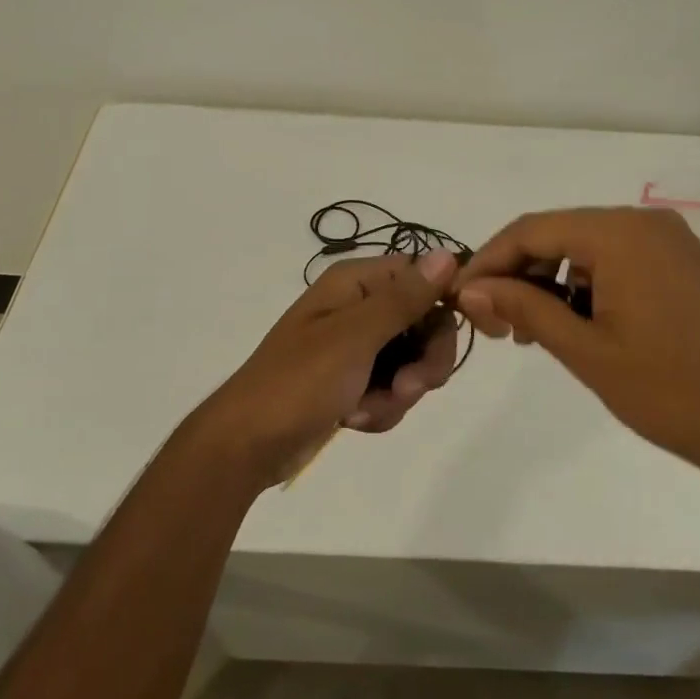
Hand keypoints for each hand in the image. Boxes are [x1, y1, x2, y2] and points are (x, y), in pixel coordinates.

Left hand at [196, 252, 457, 486]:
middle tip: (407, 388)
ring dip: (399, 393)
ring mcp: (358, 346)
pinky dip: (381, 408)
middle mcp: (360, 306)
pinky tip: (354, 420)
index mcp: (356, 283)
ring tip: (364, 411)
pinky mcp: (355, 381)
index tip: (450, 336)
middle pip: (425, 323)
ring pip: (413, 362)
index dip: (443, 303)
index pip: (422, 276)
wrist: (248, 445)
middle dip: (423, 362)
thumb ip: (404, 298)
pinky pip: (393, 389)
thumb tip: (448, 253)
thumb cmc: (298, 382)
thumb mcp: (355, 337)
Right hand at [453, 208, 699, 489]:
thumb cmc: (675, 390)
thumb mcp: (588, 352)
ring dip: (554, 283)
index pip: (531, 230)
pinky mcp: (690, 266)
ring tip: (536, 333)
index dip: (489, 261)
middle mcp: (646, 224)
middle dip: (520, 274)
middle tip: (497, 324)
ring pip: (591, 249)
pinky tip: (583, 327)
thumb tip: (472, 287)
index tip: (461, 298)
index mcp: (619, 233)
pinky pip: (623, 262)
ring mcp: (674, 243)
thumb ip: (526, 309)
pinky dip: (591, 287)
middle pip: (560, 234)